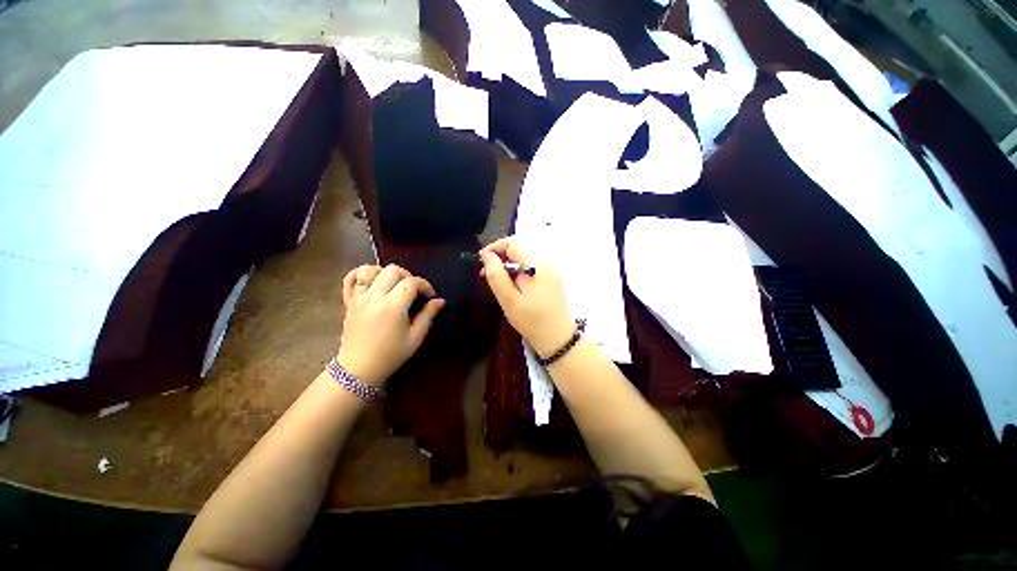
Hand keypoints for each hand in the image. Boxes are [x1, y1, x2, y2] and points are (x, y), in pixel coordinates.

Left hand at [337, 264, 445, 386]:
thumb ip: (428, 315)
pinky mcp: (348, 301)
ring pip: (370, 269)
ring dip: (385, 272)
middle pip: (392, 270)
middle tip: (414, 290)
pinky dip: (360, 274)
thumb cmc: (391, 355)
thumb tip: (440, 300)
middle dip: (408, 276)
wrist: (359, 369)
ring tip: (393, 284)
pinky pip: (350, 278)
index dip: (425, 285)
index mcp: (393, 306)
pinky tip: (372, 281)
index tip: (430, 295)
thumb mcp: (415, 337)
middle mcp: (374, 296)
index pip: (411, 282)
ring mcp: (358, 297)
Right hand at [480, 237, 574, 357]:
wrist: (558, 339)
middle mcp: (547, 263)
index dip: (495, 248)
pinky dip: (520, 270)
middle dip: (501, 256)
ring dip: (510, 264)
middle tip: (487, 274)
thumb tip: (487, 256)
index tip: (482, 261)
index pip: (513, 242)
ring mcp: (553, 271)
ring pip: (526, 257)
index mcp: (536, 265)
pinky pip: (533, 266)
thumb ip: (496, 276)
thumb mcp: (509, 300)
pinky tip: (514, 285)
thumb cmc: (531, 321)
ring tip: (499, 281)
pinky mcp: (554, 279)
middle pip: (520, 248)